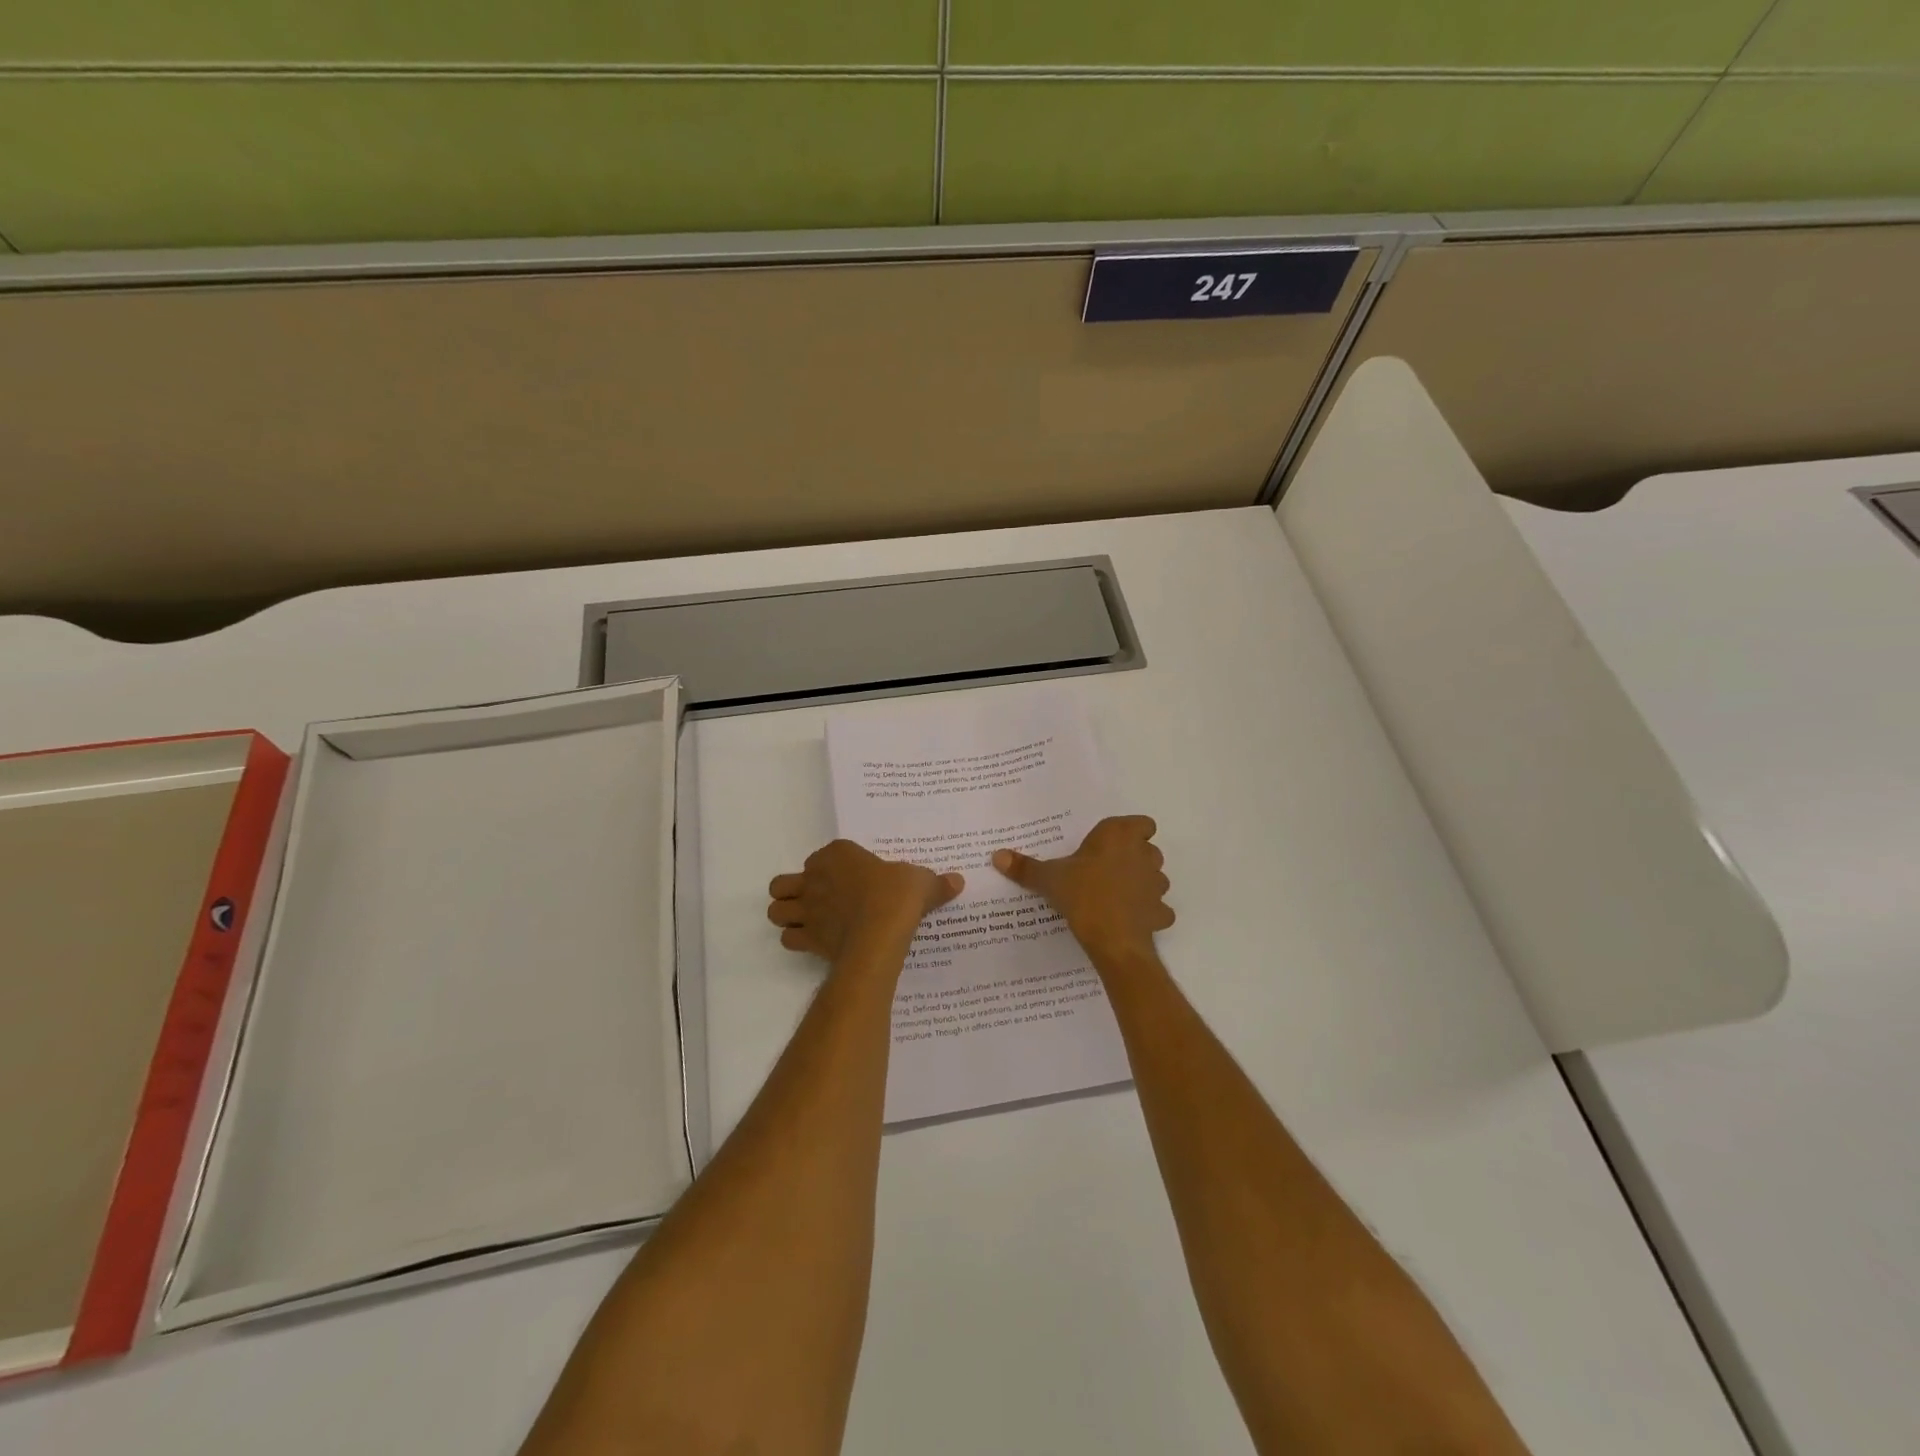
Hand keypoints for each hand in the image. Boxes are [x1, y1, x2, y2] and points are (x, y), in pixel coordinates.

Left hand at [767, 839, 963, 965]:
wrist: (881, 931)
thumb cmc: (898, 895)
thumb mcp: (922, 881)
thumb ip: (936, 882)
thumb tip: (958, 881)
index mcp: (838, 854)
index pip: (824, 856)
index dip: (832, 867)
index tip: (851, 879)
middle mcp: (815, 878)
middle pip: (785, 883)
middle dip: (795, 891)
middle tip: (818, 900)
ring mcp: (807, 909)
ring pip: (777, 909)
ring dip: (787, 915)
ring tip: (807, 922)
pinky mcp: (807, 937)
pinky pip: (788, 938)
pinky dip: (797, 941)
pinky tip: (815, 943)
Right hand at [992, 815, 1173, 966]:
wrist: (1112, 938)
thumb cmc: (1082, 894)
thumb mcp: (1049, 878)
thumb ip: (1025, 866)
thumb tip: (996, 855)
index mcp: (1119, 836)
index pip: (1142, 823)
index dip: (1131, 832)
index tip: (1111, 845)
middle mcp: (1143, 854)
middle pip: (1148, 849)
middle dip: (1134, 857)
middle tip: (1106, 870)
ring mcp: (1156, 884)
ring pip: (1156, 877)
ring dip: (1143, 883)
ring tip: (1117, 895)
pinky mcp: (1161, 912)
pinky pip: (1159, 909)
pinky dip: (1149, 912)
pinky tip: (1131, 919)